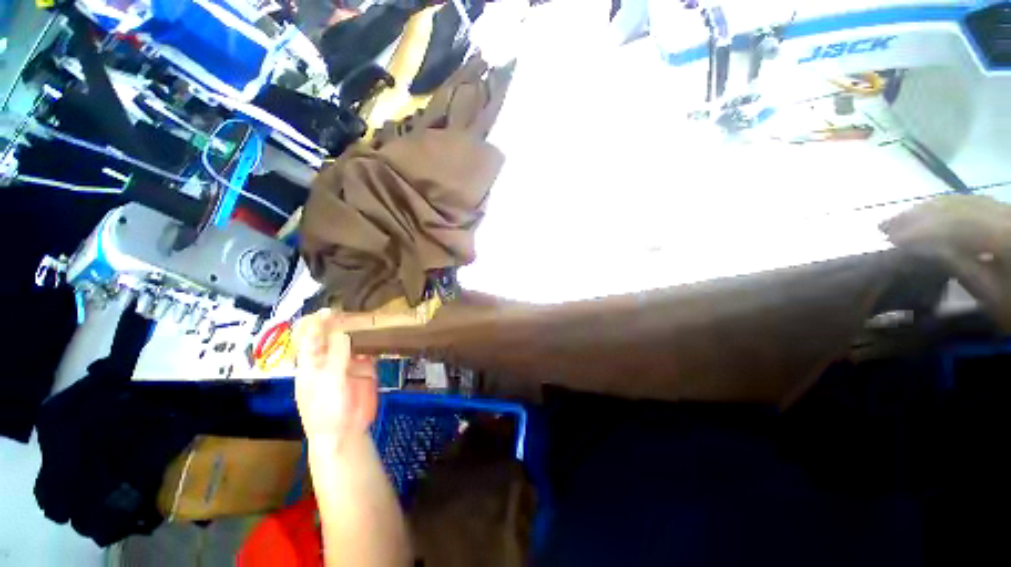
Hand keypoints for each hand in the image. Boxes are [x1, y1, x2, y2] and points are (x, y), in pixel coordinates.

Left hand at [295, 309, 378, 444]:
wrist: (345, 432)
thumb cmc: (327, 408)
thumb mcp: (329, 380)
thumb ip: (336, 354)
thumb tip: (342, 330)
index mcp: (311, 362)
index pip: (311, 337)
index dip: (317, 323)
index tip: (330, 310)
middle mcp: (328, 358)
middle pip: (333, 335)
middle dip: (341, 322)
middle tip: (354, 310)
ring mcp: (348, 362)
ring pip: (352, 341)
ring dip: (359, 329)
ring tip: (369, 316)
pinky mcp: (365, 368)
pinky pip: (368, 351)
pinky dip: (373, 341)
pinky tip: (379, 332)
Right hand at [882, 195, 1010, 329]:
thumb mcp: (989, 294)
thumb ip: (959, 268)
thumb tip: (919, 249)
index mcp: (1002, 235)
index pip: (953, 226)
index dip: (918, 231)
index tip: (887, 239)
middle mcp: (1003, 215)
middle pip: (956, 208)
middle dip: (918, 217)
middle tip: (884, 227)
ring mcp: (1004, 210)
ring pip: (961, 202)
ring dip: (928, 210)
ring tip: (900, 220)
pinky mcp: (1004, 212)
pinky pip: (971, 202)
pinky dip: (945, 208)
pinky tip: (928, 214)